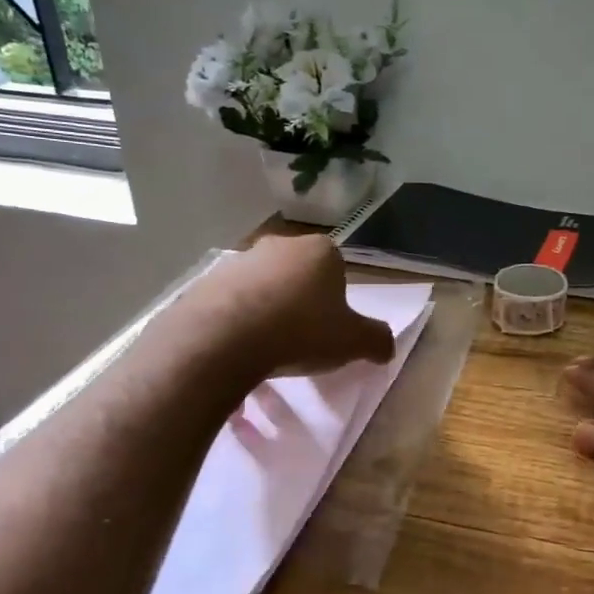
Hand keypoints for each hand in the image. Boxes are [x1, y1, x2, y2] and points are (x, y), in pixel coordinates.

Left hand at [186, 235, 396, 377]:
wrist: (225, 338)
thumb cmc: (301, 331)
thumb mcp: (353, 342)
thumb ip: (377, 340)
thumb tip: (386, 347)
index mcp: (320, 251)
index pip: (337, 268)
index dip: (336, 299)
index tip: (331, 328)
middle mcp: (280, 245)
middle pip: (298, 274)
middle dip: (301, 301)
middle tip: (302, 338)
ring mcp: (239, 260)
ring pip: (264, 286)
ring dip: (268, 310)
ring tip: (267, 348)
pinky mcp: (207, 281)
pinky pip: (232, 301)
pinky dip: (238, 320)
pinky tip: (239, 348)